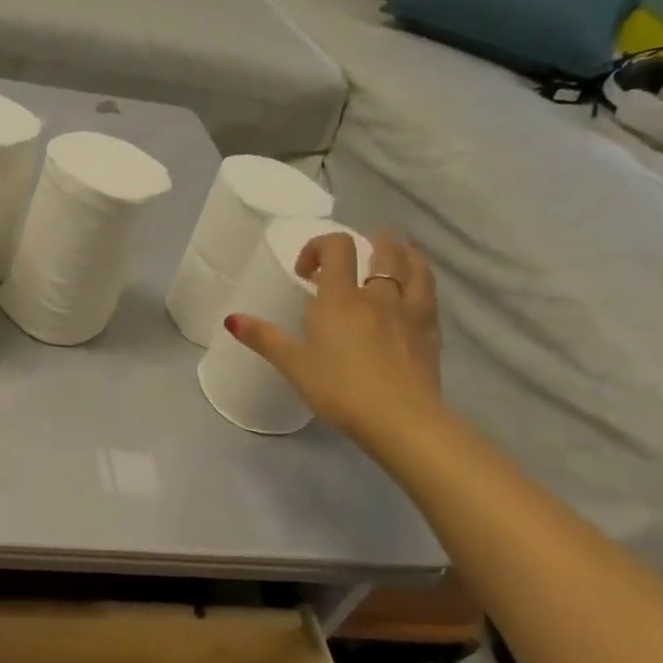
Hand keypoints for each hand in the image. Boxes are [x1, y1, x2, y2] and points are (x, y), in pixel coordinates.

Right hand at [224, 229, 443, 447]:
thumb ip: (264, 338)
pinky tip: (414, 293)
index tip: (307, 273)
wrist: (402, 420)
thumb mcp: (294, 365)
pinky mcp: (431, 331)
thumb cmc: (340, 390)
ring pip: (415, 266)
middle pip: (384, 249)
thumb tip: (231, 319)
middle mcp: (379, 295)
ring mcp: (411, 311)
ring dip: (403, 253)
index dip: (319, 247)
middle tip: (358, 252)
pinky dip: (420, 281)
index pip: (336, 247)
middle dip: (370, 242)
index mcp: (341, 298)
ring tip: (394, 256)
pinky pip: (429, 293)